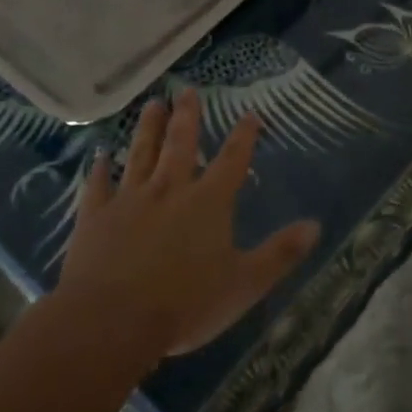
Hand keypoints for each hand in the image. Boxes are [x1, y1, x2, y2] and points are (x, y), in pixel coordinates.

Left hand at [56, 90, 318, 359]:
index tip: (250, 113)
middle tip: (187, 90)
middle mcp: (170, 190)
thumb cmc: (185, 304)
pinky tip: (99, 156)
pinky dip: (100, 169)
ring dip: (148, 128)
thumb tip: (316, 226)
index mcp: (208, 202)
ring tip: (153, 103)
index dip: (244, 136)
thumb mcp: (245, 284)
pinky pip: (98, 186)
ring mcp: (129, 200)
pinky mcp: (95, 217)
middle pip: (181, 145)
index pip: (232, 160)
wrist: (110, 321)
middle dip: (187, 117)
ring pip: (141, 154)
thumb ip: (280, 253)